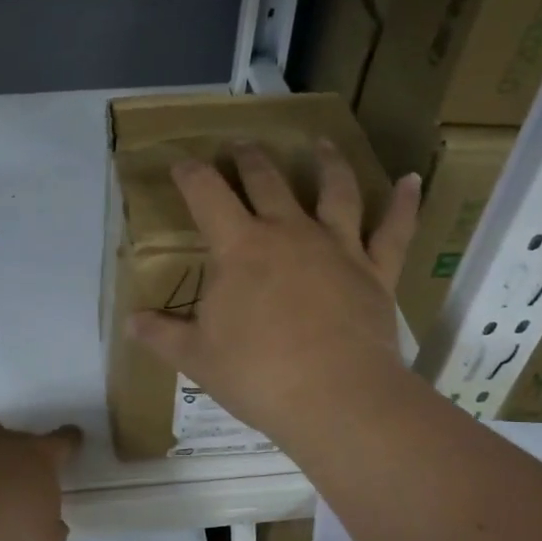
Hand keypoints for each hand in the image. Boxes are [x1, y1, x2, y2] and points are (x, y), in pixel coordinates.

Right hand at [130, 141, 421, 453]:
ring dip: (326, 163)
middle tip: (240, 144)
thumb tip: (129, 321)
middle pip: (267, 181)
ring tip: (321, 143)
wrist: (334, 397)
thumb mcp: (196, 358)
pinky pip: (394, 230)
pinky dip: (404, 204)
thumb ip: (161, 334)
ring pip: (334, 190)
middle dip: (249, 159)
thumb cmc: (257, 375)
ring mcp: (337, 247)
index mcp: (240, 248)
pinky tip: (412, 180)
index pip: (207, 195)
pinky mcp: (376, 270)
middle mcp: (289, 233)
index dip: (191, 174)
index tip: (182, 163)